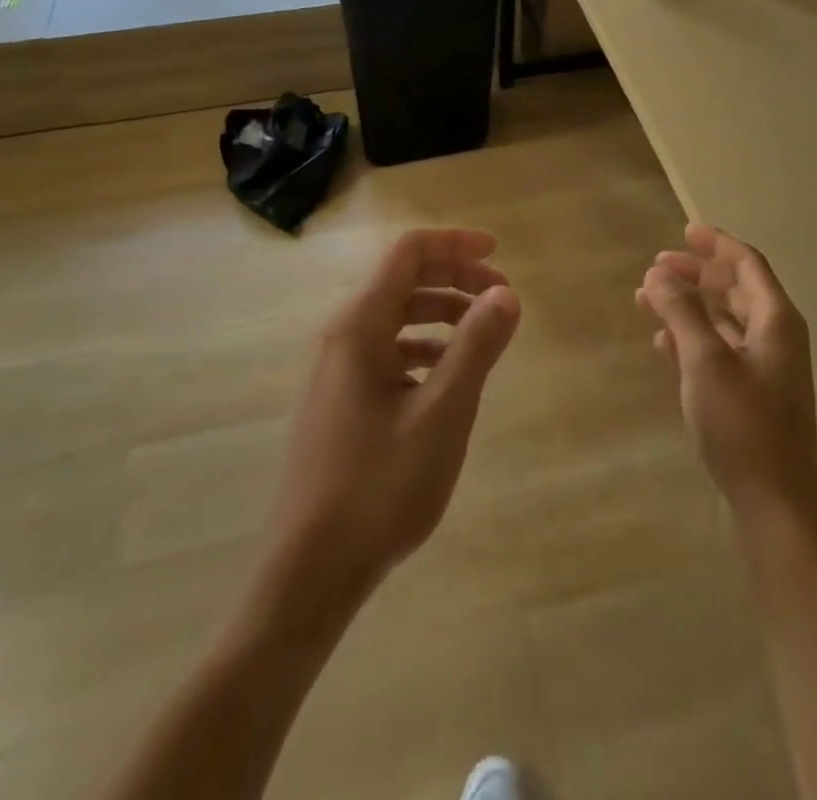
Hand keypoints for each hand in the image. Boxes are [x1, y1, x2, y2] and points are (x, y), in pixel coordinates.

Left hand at [265, 228, 520, 595]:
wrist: (310, 571)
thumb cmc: (378, 487)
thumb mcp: (442, 415)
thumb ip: (475, 348)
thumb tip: (507, 293)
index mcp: (359, 326)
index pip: (408, 253)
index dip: (455, 244)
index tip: (499, 254)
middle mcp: (342, 336)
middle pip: (402, 280)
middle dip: (455, 277)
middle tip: (502, 296)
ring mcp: (337, 370)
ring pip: (395, 316)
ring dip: (441, 312)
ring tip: (483, 334)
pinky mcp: (340, 400)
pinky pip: (386, 350)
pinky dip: (423, 346)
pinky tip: (446, 374)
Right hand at [639, 224, 816, 523]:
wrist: (776, 503)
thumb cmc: (743, 424)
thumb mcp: (705, 361)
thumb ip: (682, 313)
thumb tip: (659, 275)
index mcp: (775, 320)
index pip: (747, 264)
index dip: (716, 244)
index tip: (684, 231)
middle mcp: (775, 336)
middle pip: (734, 288)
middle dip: (696, 275)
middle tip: (656, 269)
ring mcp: (765, 366)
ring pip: (723, 319)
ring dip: (689, 306)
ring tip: (648, 301)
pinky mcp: (752, 393)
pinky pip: (720, 349)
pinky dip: (693, 338)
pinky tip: (663, 344)